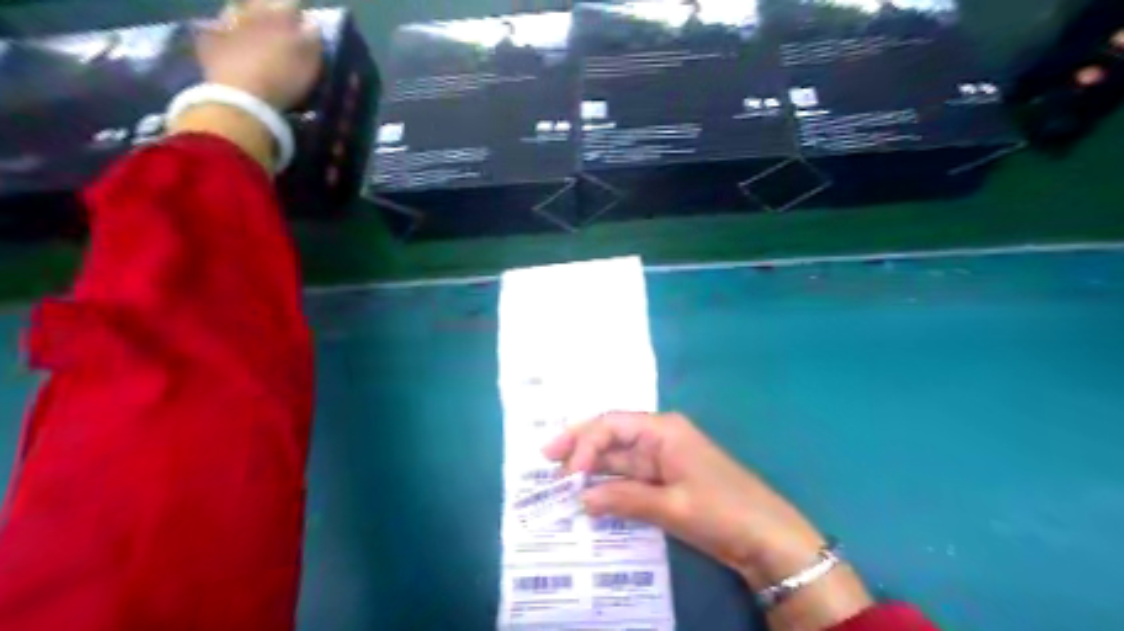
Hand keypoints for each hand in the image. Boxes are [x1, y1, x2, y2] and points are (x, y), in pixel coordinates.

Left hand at [170, 1, 320, 169]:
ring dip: (245, 17)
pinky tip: (227, 41)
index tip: (305, 26)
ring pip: (236, 10)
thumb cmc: (285, 79)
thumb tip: (312, 24)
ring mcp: (226, 22)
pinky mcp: (208, 39)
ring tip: (252, 33)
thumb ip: (314, 39)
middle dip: (270, 12)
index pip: (293, 4)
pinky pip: (214, 28)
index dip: (300, 15)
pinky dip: (221, 32)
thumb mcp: (311, 62)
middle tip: (279, 28)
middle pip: (262, 2)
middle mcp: (251, 10)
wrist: (243, 99)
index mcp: (279, 15)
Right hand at [541, 411, 871, 627]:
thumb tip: (582, 498)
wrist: (768, 537)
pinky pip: (630, 477)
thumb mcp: (672, 505)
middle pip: (611, 436)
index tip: (567, 472)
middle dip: (579, 447)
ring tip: (559, 479)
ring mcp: (662, 459)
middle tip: (546, 459)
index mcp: (662, 429)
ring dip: (591, 468)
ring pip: (618, 457)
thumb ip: (624, 498)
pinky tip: (589, 494)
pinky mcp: (666, 480)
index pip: (612, 424)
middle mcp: (659, 437)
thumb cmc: (723, 510)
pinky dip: (609, 485)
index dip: (584, 442)